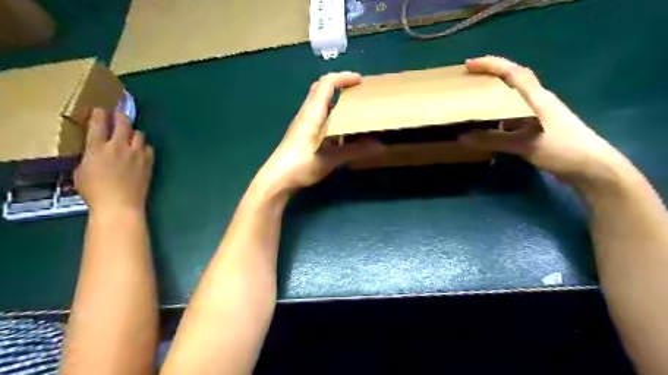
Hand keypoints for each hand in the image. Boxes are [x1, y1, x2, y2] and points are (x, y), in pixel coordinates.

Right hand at [74, 109, 152, 213]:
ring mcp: (137, 153)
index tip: (100, 110)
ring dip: (133, 133)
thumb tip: (95, 152)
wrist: (121, 204)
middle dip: (120, 116)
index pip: (99, 123)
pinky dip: (144, 146)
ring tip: (129, 136)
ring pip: (139, 133)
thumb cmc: (95, 192)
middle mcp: (119, 146)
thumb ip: (89, 157)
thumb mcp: (81, 171)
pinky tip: (140, 151)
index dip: (100, 113)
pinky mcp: (149, 162)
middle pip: (123, 123)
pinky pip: (148, 147)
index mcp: (98, 147)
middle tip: (118, 116)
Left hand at [255, 72, 380, 196]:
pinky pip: (318, 117)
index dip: (344, 77)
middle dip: (339, 85)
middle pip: (321, 89)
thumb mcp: (330, 158)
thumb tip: (379, 147)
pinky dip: (331, 116)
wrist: (276, 179)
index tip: (361, 80)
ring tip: (353, 110)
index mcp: (312, 113)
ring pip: (319, 103)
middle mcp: (306, 114)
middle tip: (357, 92)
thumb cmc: (301, 165)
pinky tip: (341, 131)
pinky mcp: (302, 134)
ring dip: (335, 101)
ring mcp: (303, 124)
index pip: (327, 84)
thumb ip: (354, 151)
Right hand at [460, 56, 632, 185]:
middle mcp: (537, 100)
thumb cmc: (561, 149)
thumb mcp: (524, 144)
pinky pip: (514, 112)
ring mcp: (539, 113)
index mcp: (536, 98)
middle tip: (469, 78)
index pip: (513, 72)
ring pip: (514, 96)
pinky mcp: (539, 126)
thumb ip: (492, 140)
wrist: (591, 167)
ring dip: (495, 93)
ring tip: (475, 98)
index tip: (469, 64)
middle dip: (491, 74)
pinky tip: (490, 123)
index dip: (491, 65)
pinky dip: (500, 112)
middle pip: (514, 79)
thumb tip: (462, 137)